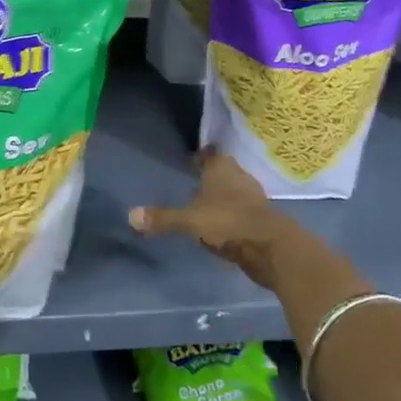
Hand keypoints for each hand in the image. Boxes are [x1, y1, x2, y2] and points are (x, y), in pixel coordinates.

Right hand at [129, 148, 295, 289]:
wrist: (269, 246)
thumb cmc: (226, 221)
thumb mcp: (189, 220)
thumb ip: (163, 218)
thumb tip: (130, 215)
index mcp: (222, 168)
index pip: (210, 154)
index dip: (201, 157)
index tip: (192, 161)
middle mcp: (239, 177)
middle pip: (223, 172)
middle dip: (211, 179)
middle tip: (194, 186)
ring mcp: (253, 198)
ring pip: (234, 192)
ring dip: (222, 199)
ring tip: (206, 209)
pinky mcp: (262, 219)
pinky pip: (241, 213)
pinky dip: (232, 218)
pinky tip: (222, 228)